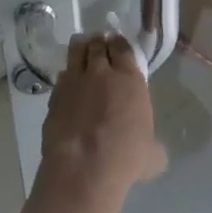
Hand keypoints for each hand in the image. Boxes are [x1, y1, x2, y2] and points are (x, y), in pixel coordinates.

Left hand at [40, 34, 166, 197]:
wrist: (83, 170)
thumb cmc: (125, 158)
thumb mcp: (151, 156)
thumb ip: (153, 147)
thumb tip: (156, 152)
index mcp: (129, 79)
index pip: (123, 48)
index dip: (119, 44)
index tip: (116, 43)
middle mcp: (102, 73)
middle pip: (97, 45)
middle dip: (98, 42)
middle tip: (98, 43)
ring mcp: (75, 83)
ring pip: (76, 53)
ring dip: (79, 48)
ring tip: (80, 46)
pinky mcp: (55, 98)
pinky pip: (61, 79)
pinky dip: (65, 76)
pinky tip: (66, 81)